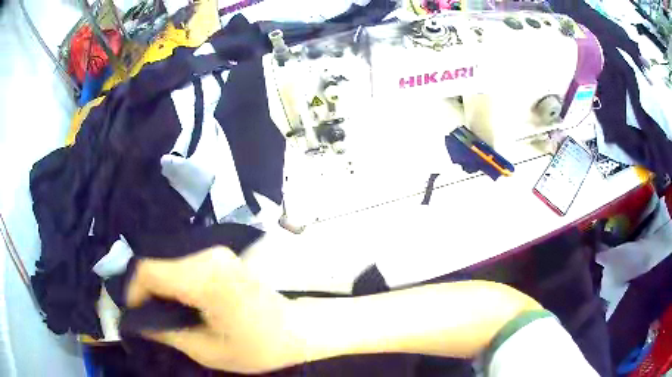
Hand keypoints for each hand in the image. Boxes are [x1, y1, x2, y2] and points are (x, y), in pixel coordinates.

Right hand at [126, 247, 304, 373]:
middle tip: (146, 316)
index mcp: (203, 277)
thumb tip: (138, 321)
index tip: (135, 314)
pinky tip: (177, 302)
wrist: (297, 330)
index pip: (148, 270)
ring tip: (160, 312)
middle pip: (156, 263)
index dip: (133, 291)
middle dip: (145, 290)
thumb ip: (167, 332)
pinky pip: (183, 264)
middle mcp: (207, 254)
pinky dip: (173, 281)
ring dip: (158, 286)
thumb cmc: (257, 347)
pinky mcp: (220, 257)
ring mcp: (215, 252)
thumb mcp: (207, 351)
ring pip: (168, 262)